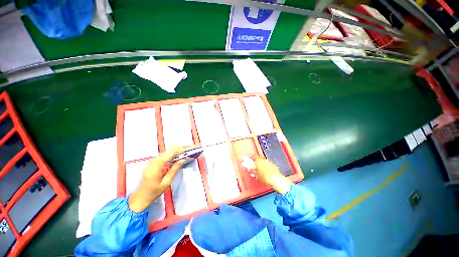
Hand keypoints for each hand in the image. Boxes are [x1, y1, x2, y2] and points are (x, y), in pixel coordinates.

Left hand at [129, 147, 187, 212]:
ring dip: (176, 150)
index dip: (180, 149)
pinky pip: (163, 155)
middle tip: (189, 149)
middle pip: (168, 151)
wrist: (140, 196)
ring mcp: (151, 161)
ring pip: (166, 152)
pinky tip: (177, 155)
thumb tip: (183, 159)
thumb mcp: (167, 182)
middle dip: (179, 148)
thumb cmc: (154, 192)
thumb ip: (175, 169)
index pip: (170, 153)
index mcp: (156, 167)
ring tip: (185, 151)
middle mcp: (153, 161)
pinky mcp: (152, 162)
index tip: (189, 148)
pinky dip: (172, 154)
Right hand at [253, 158, 290, 194]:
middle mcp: (264, 159)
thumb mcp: (257, 175)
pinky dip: (266, 166)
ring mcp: (269, 162)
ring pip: (264, 160)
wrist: (276, 179)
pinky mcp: (274, 165)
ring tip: (260, 168)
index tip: (250, 156)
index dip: (251, 156)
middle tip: (255, 162)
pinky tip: (266, 171)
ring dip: (262, 163)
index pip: (254, 155)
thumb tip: (250, 169)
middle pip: (259, 157)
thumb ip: (253, 171)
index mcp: (259, 160)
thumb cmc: (265, 177)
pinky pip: (268, 164)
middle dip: (257, 159)